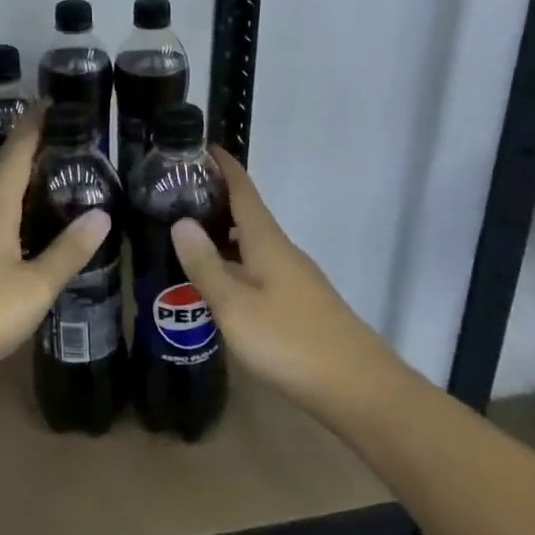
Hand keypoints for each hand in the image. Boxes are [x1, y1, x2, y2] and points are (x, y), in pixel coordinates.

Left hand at [0, 103, 110, 396]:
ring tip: (45, 184)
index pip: (16, 151)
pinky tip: (18, 230)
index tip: (50, 101)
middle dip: (25, 150)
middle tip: (60, 147)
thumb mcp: (34, 287)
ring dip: (13, 179)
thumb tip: (102, 214)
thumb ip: (68, 251)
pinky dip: (4, 206)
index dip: (32, 124)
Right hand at [170, 146, 390, 418]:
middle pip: (247, 214)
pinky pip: (259, 267)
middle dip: (215, 199)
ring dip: (223, 233)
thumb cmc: (291, 342)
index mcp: (267, 241)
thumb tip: (181, 220)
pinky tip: (220, 282)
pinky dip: (235, 261)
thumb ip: (206, 266)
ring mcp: (294, 277)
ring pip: (252, 243)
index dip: (223, 165)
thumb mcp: (235, 307)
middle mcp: (282, 251)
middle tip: (174, 196)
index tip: (198, 145)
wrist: (360, 389)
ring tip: (187, 236)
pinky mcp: (299, 303)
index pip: (243, 188)